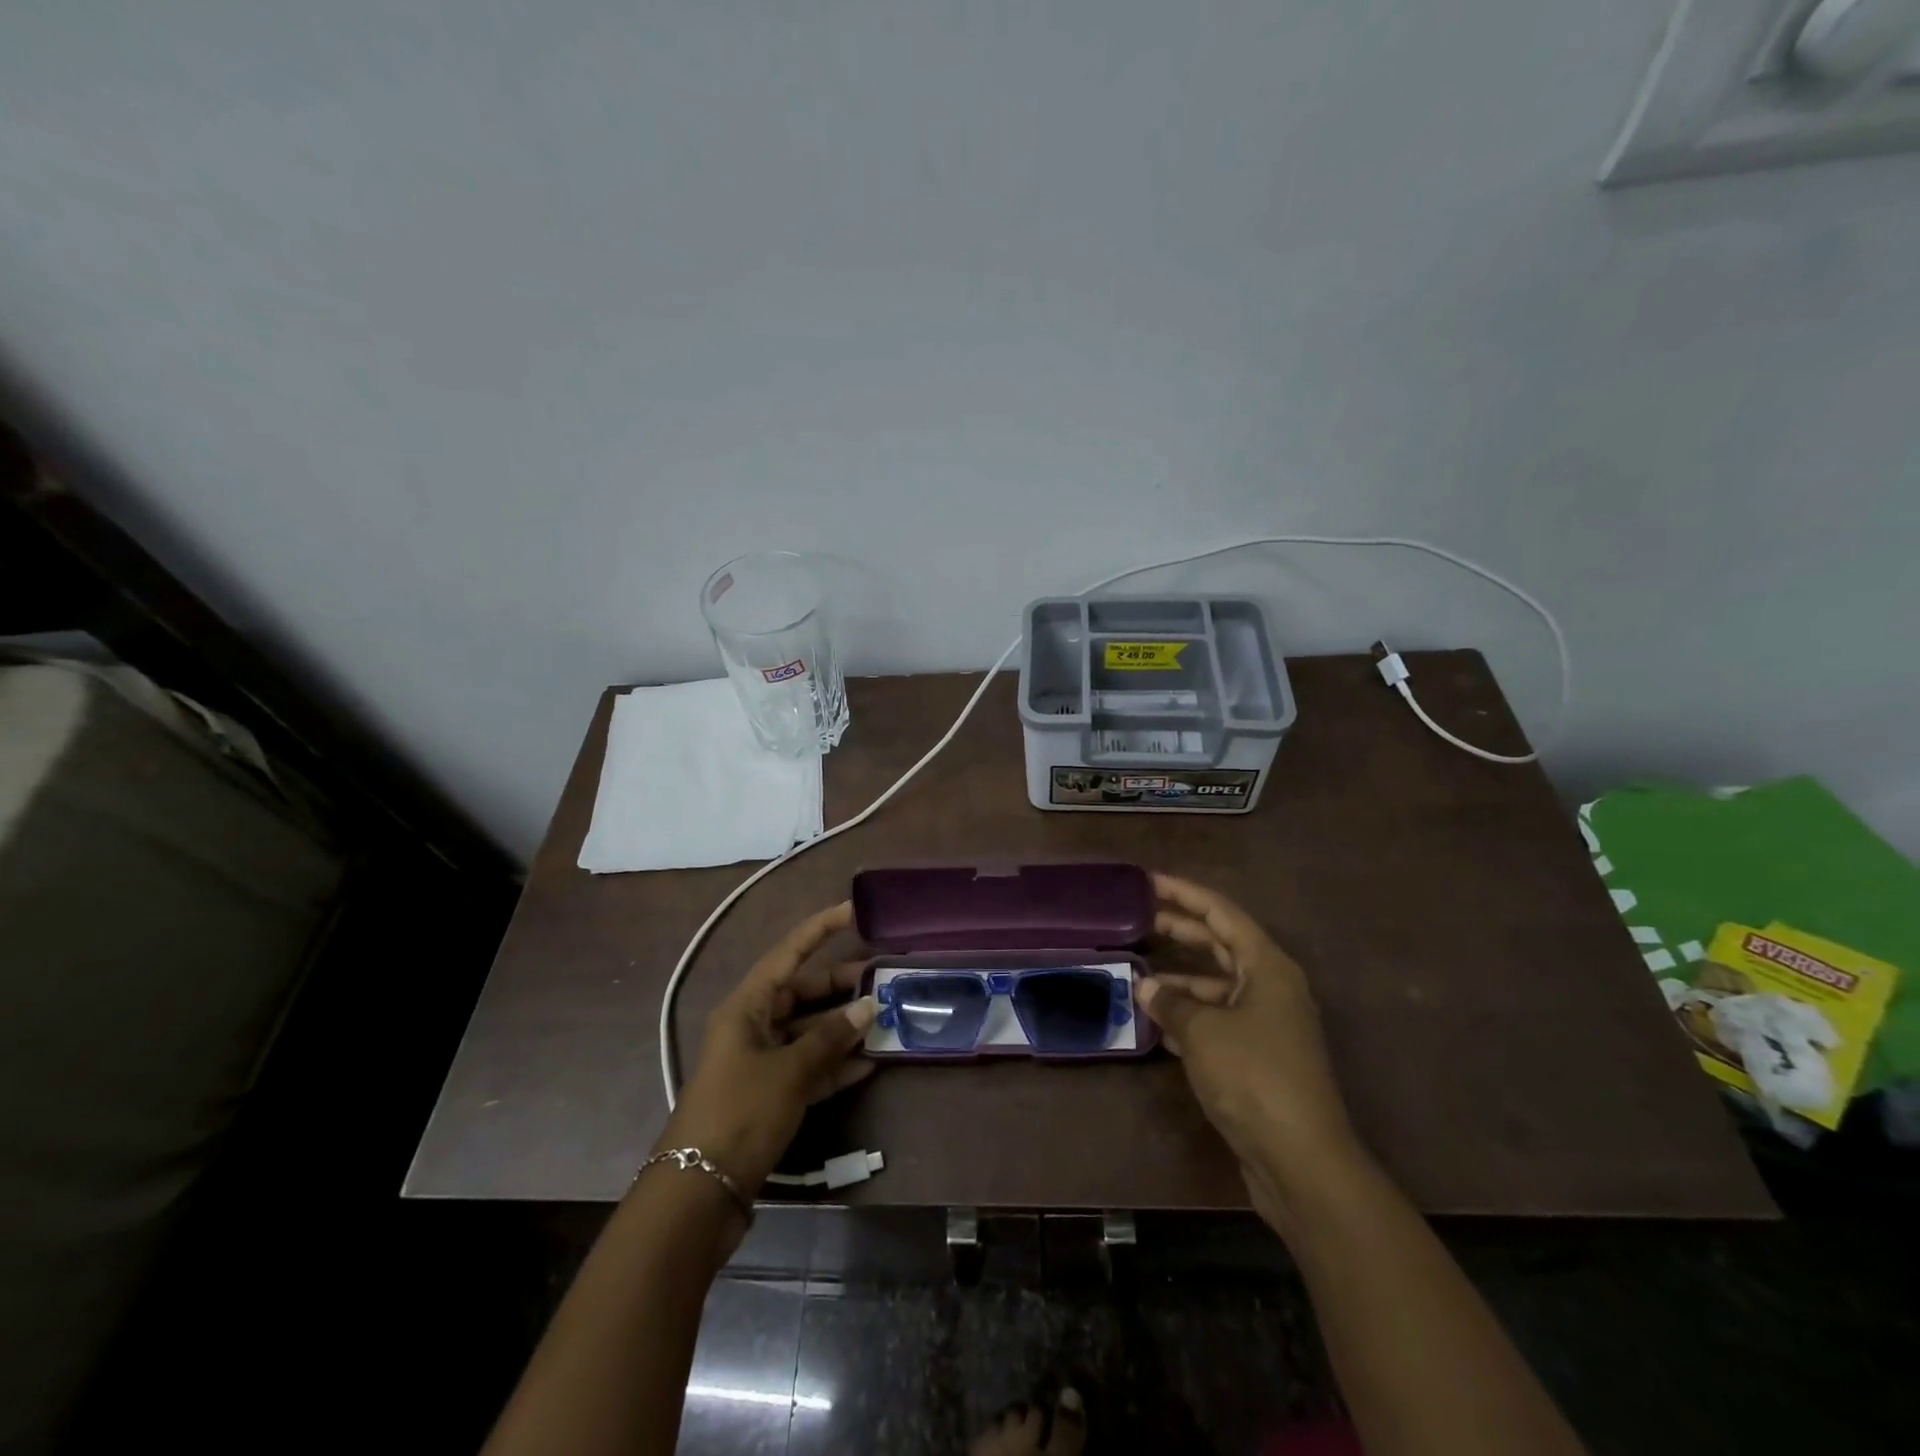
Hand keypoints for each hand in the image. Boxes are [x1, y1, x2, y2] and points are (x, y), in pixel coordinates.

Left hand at [657, 901, 876, 1199]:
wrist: (698, 1191)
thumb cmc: (740, 1113)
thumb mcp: (789, 1072)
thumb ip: (829, 1038)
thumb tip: (867, 1007)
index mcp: (746, 1006)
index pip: (788, 953)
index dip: (820, 929)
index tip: (853, 909)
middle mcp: (753, 1025)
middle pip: (802, 991)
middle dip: (841, 984)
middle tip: (884, 978)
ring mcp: (761, 1061)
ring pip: (809, 1029)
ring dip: (843, 1027)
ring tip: (886, 1018)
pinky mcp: (770, 1093)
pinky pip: (809, 1065)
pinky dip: (835, 1063)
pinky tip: (870, 1063)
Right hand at [1138, 874, 1360, 1203]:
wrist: (1301, 1161)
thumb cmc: (1254, 1077)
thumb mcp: (1203, 1031)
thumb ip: (1170, 1002)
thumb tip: (1145, 986)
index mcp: (1267, 967)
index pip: (1221, 913)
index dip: (1184, 893)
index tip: (1148, 881)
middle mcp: (1270, 987)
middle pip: (1220, 944)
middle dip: (1180, 930)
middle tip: (1138, 917)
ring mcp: (1267, 1023)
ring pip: (1216, 985)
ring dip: (1179, 979)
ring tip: (1137, 974)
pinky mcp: (1258, 1057)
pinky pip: (1217, 1020)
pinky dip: (1188, 1015)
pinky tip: (1156, 1021)